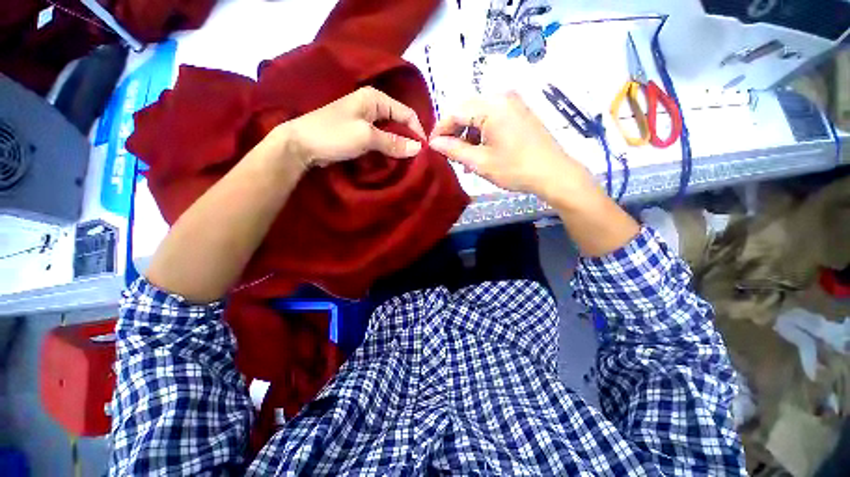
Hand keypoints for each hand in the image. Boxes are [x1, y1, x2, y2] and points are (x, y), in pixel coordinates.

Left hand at [275, 86, 425, 170]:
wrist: (301, 144)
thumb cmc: (333, 135)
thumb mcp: (366, 137)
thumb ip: (393, 142)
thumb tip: (419, 148)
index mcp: (375, 98)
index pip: (406, 113)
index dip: (417, 131)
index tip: (424, 152)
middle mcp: (372, 106)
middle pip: (399, 123)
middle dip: (408, 140)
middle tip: (416, 160)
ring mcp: (365, 120)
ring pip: (390, 133)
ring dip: (398, 147)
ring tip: (406, 163)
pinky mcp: (359, 132)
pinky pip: (380, 140)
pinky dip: (387, 150)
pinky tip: (391, 160)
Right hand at [428, 92, 594, 203]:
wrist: (553, 173)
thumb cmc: (515, 169)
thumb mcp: (480, 162)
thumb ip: (454, 150)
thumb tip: (434, 143)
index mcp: (491, 106)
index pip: (455, 111)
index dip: (440, 129)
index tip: (431, 146)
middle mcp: (502, 96)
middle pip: (466, 110)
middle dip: (455, 132)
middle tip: (448, 153)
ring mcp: (513, 103)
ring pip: (479, 114)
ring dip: (468, 134)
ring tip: (465, 158)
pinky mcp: (519, 112)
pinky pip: (492, 117)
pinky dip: (482, 133)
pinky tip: (481, 151)